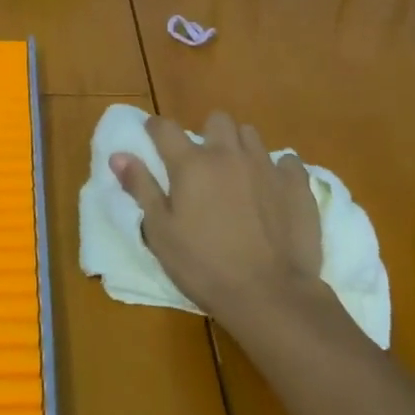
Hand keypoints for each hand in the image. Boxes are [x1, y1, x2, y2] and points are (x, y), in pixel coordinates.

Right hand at [110, 112, 321, 326]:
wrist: (270, 295)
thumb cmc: (204, 266)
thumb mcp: (161, 233)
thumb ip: (141, 188)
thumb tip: (118, 155)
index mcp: (191, 164)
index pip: (165, 128)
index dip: (155, 128)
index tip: (152, 135)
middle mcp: (228, 154)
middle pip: (217, 120)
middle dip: (208, 133)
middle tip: (203, 162)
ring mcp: (266, 166)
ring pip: (250, 135)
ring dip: (240, 147)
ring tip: (237, 174)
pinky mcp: (296, 184)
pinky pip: (287, 162)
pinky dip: (277, 170)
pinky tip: (272, 190)